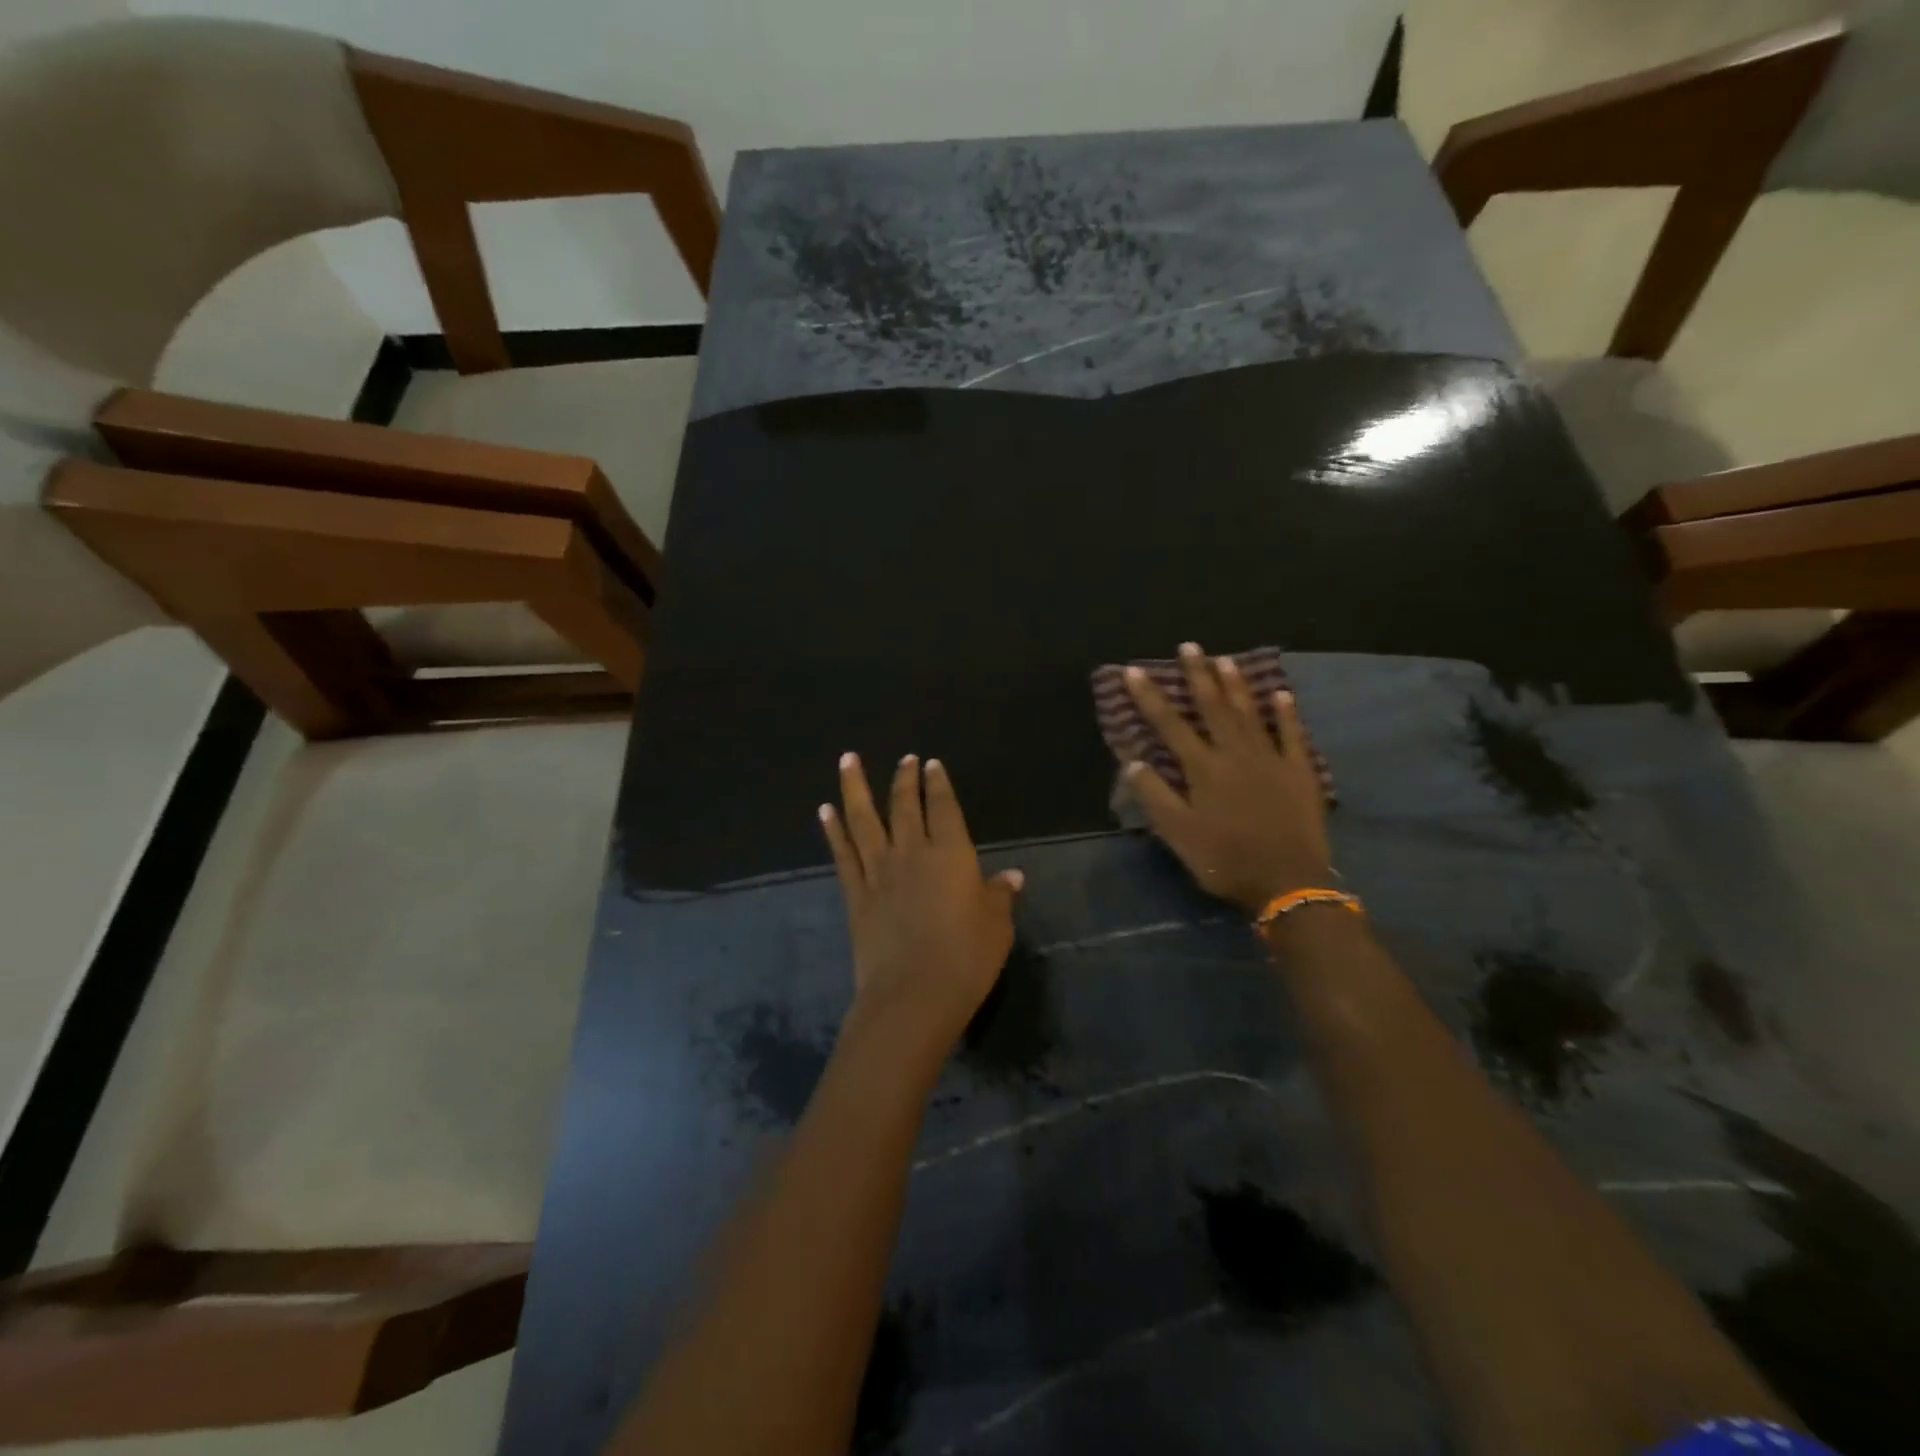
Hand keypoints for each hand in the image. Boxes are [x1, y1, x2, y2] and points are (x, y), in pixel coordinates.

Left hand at [819, 753, 1023, 1044]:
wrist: (912, 996)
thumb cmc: (966, 960)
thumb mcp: (997, 928)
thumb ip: (1000, 896)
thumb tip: (1012, 876)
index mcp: (952, 854)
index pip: (944, 808)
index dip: (939, 784)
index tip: (931, 764)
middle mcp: (912, 852)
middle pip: (905, 805)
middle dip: (904, 778)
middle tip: (904, 759)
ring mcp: (879, 871)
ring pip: (864, 819)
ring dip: (855, 787)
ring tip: (848, 759)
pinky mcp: (856, 894)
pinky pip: (842, 853)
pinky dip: (832, 830)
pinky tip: (824, 810)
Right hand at [1122, 642, 1333, 914]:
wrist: (1289, 882)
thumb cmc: (1226, 859)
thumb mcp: (1179, 835)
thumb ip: (1155, 796)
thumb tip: (1133, 761)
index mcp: (1203, 769)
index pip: (1170, 725)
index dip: (1150, 697)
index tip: (1134, 671)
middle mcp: (1235, 753)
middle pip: (1213, 707)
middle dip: (1198, 675)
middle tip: (1190, 646)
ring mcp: (1271, 759)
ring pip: (1251, 713)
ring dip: (1237, 685)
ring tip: (1225, 659)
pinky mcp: (1300, 772)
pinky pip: (1293, 735)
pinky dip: (1287, 713)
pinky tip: (1281, 694)